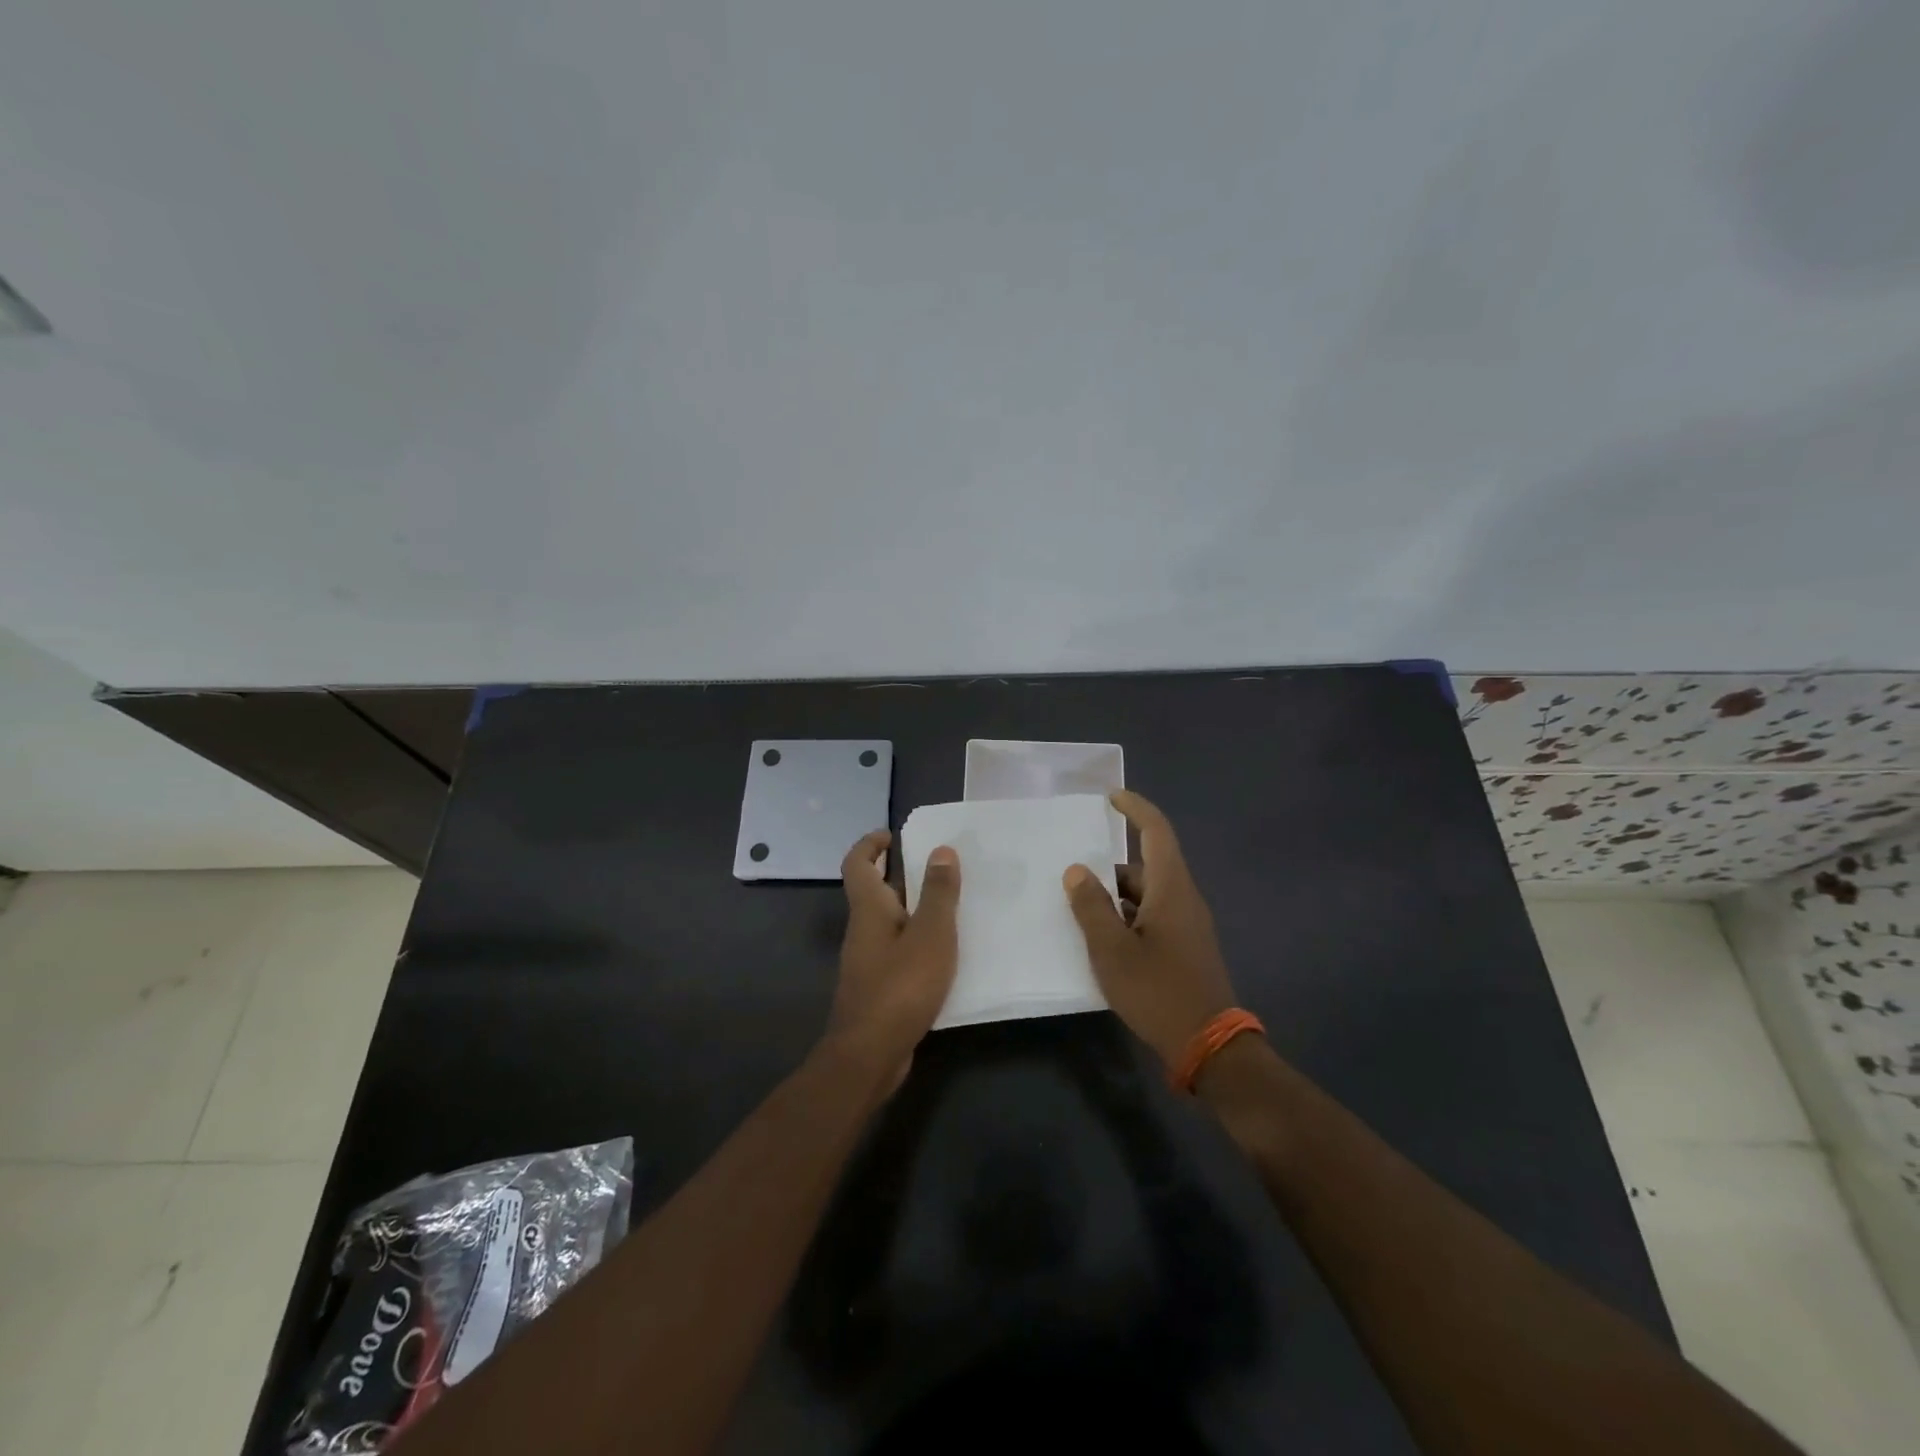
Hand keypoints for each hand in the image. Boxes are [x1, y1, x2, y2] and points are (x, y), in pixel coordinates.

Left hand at [826, 829, 961, 1083]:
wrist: (870, 1054)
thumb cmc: (901, 986)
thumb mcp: (930, 934)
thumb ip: (938, 893)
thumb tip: (941, 850)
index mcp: (869, 910)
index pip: (857, 864)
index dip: (870, 844)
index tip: (893, 835)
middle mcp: (863, 930)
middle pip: (874, 892)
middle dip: (900, 875)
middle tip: (938, 868)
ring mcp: (868, 962)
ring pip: (889, 923)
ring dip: (914, 910)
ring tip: (952, 907)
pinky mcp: (878, 988)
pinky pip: (898, 951)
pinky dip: (917, 942)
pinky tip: (946, 954)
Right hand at [1063, 791, 1237, 1067]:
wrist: (1209, 1047)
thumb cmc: (1158, 991)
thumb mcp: (1112, 950)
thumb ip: (1092, 907)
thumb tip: (1077, 870)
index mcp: (1171, 889)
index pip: (1157, 832)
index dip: (1135, 809)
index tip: (1111, 796)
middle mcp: (1184, 899)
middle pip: (1147, 865)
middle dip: (1110, 865)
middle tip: (1073, 873)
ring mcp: (1188, 925)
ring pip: (1148, 894)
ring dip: (1116, 895)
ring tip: (1079, 908)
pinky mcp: (1186, 948)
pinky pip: (1153, 916)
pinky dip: (1127, 916)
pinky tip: (1103, 938)